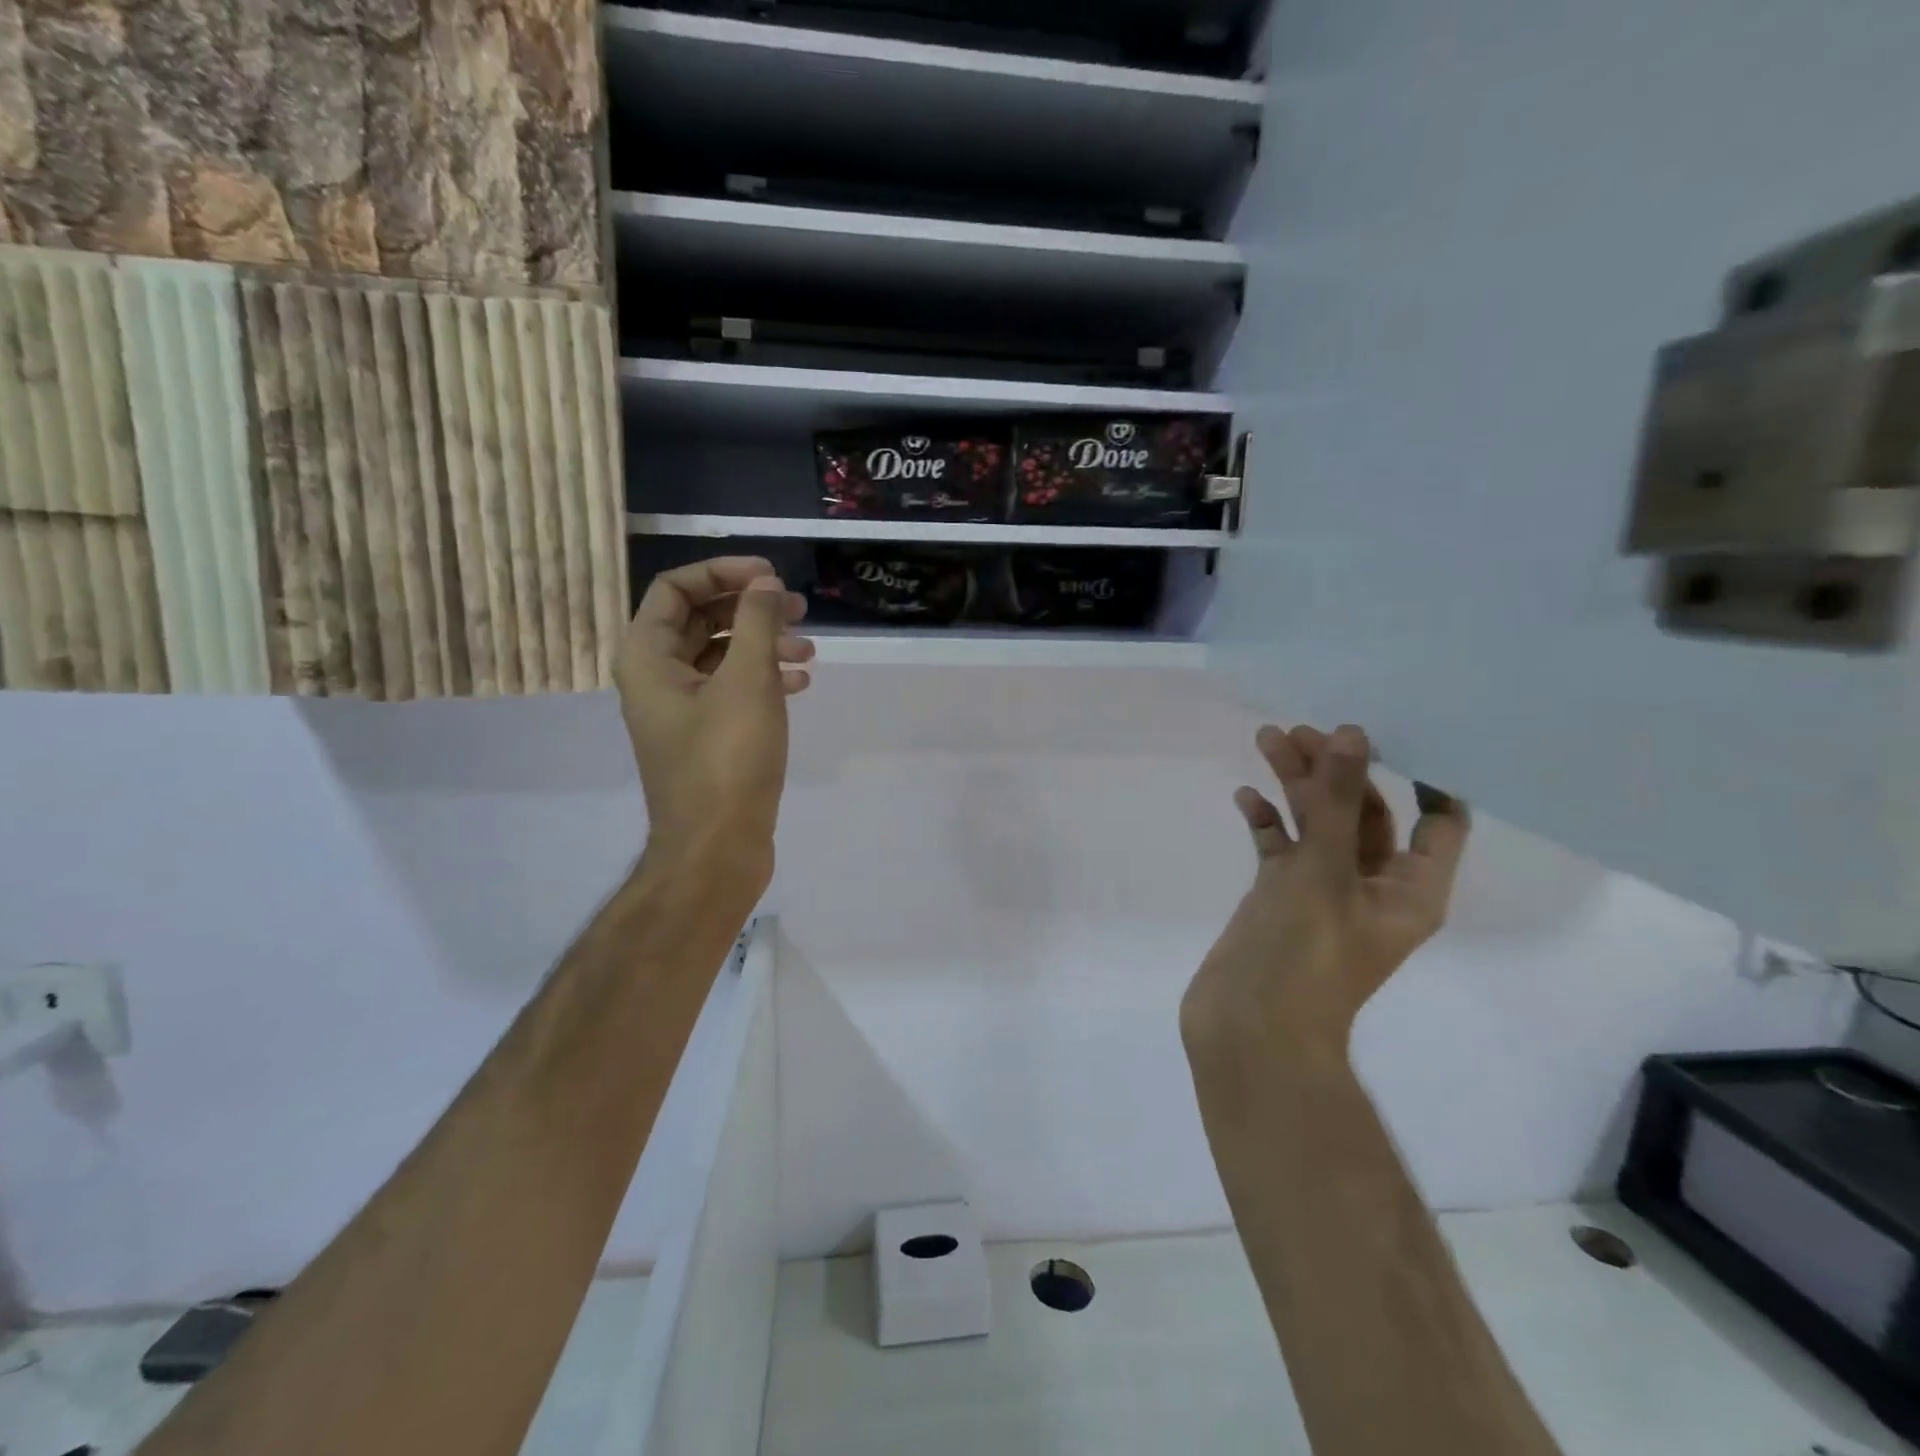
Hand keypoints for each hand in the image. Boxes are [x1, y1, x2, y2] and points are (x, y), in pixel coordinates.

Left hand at [615, 557, 814, 896]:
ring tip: (809, 650)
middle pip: (700, 619)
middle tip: (797, 609)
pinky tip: (801, 683)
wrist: (717, 847)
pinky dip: (764, 678)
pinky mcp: (707, 737)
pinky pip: (732, 690)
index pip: (675, 589)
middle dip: (749, 609)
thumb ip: (756, 623)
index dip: (722, 572)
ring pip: (721, 656)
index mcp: (647, 657)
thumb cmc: (727, 758)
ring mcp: (682, 710)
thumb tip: (764, 584)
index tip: (770, 577)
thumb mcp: (748, 681)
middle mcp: (656, 678)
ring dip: (763, 644)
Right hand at [1182, 723, 1468, 1052]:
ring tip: (1266, 740)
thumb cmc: (1303, 953)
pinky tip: (1244, 798)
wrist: (1248, 1028)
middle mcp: (1372, 886)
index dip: (1422, 774)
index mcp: (1410, 888)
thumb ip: (1334, 800)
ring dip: (1295, 785)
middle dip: (1336, 769)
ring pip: (1316, 825)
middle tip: (1300, 731)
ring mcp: (1322, 892)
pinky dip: (1267, 822)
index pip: (1439, 820)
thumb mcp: (1323, 870)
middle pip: (1364, 812)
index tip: (1386, 732)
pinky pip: (1279, 848)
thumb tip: (1352, 735)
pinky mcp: (1280, 898)